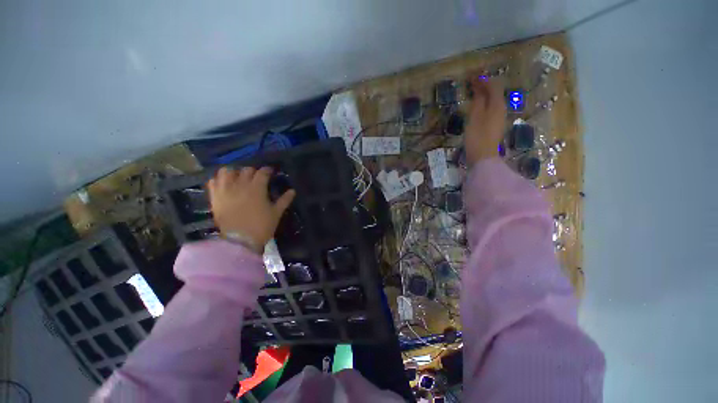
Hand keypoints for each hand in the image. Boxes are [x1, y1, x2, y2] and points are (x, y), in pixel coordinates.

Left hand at [207, 167, 295, 252]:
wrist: (240, 241)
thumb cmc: (261, 226)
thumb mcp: (276, 213)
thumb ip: (284, 200)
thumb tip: (292, 191)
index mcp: (257, 188)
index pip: (262, 172)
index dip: (268, 170)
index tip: (271, 172)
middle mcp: (240, 185)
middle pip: (246, 170)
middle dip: (253, 171)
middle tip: (257, 177)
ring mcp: (225, 190)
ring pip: (226, 171)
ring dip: (234, 172)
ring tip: (239, 178)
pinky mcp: (215, 198)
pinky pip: (213, 182)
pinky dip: (219, 180)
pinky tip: (225, 184)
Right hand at [465, 79, 506, 164]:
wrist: (482, 156)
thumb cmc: (477, 136)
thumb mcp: (475, 116)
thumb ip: (478, 101)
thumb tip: (480, 88)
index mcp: (497, 105)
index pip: (493, 86)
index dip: (483, 80)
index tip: (472, 76)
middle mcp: (501, 109)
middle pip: (495, 93)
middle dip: (484, 86)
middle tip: (471, 83)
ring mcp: (498, 119)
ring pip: (492, 101)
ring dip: (484, 95)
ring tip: (473, 93)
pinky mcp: (494, 127)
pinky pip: (490, 110)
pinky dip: (483, 104)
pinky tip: (476, 107)